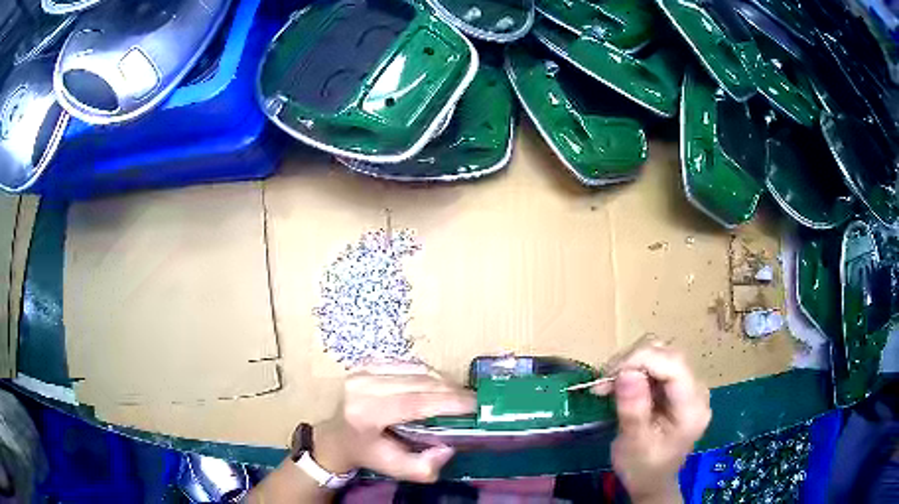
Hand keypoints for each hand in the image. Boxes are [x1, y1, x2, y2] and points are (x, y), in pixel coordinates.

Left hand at [312, 363, 475, 482]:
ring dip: (442, 382)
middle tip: (474, 401)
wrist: (338, 436)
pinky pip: (408, 365)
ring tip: (458, 396)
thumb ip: (424, 467)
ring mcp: (363, 371)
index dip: (447, 402)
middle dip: (451, 390)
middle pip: (418, 382)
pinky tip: (437, 388)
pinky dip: (427, 375)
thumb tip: (447, 448)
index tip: (474, 404)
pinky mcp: (367, 363)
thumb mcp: (396, 470)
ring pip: (416, 370)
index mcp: (365, 413)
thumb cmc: (368, 453)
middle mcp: (362, 386)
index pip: (413, 403)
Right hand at [593, 342, 710, 502]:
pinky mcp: (678, 387)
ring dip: (630, 364)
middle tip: (603, 383)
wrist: (651, 482)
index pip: (674, 365)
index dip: (642, 360)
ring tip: (607, 386)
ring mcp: (689, 387)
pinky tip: (617, 386)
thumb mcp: (633, 445)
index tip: (609, 375)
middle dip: (632, 361)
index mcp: (692, 408)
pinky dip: (633, 370)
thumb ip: (633, 409)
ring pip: (661, 354)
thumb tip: (626, 372)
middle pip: (668, 354)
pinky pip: (657, 365)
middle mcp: (697, 390)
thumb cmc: (642, 469)